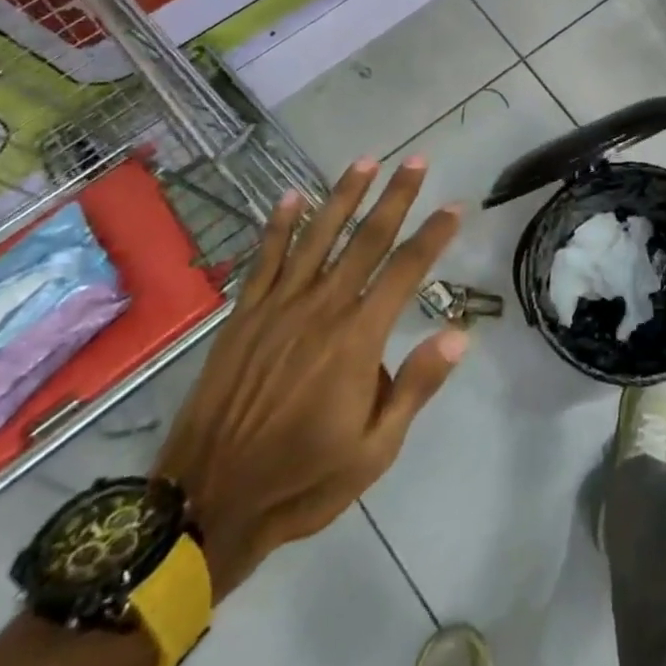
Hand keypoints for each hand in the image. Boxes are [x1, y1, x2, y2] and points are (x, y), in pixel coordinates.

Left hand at [153, 158, 467, 598]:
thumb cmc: (302, 480)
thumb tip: (460, 334)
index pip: (406, 270)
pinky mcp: (245, 316)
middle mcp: (322, 309)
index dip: (434, 235)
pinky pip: (265, 259)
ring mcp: (279, 308)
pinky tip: (291, 197)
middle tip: (416, 160)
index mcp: (358, 339)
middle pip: (367, 239)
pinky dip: (279, 226)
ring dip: (343, 196)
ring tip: (365, 161)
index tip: (456, 206)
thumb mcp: (375, 450)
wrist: (206, 504)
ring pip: (318, 237)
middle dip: (395, 197)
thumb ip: (416, 386)